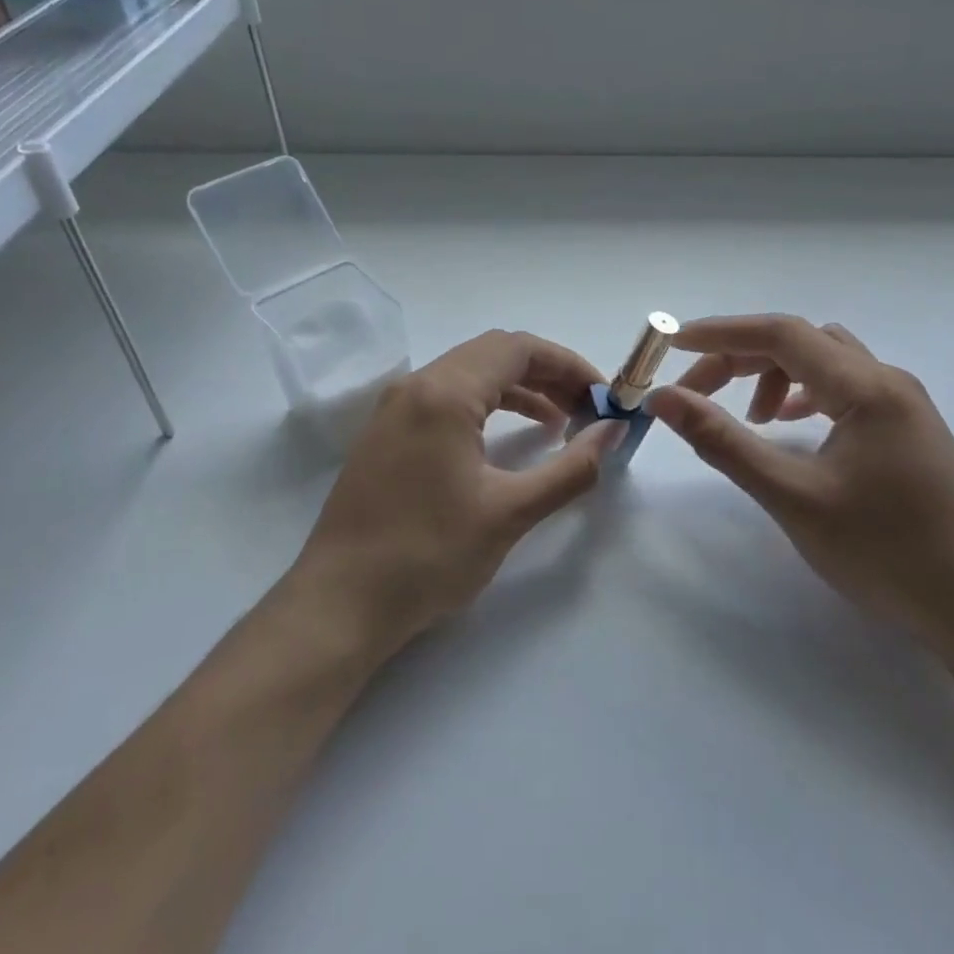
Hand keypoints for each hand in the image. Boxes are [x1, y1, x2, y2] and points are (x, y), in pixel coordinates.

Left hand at [284, 330, 620, 660]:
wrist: (340, 604)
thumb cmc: (428, 556)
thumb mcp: (510, 512)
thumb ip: (570, 468)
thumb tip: (613, 433)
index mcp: (444, 393)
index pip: (519, 349)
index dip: (569, 364)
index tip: (604, 396)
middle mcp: (416, 386)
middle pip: (494, 354)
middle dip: (548, 374)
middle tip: (587, 408)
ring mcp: (395, 408)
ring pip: (469, 375)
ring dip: (518, 389)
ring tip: (559, 423)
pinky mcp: (386, 434)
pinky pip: (446, 399)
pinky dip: (487, 407)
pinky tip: (510, 438)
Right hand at [647, 315, 953, 648]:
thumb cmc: (885, 553)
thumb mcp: (793, 496)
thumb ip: (724, 441)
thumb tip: (665, 399)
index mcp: (866, 387)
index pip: (781, 333)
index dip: (721, 332)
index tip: (671, 343)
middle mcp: (888, 381)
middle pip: (801, 342)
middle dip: (742, 358)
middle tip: (697, 394)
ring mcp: (904, 405)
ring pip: (825, 363)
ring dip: (776, 375)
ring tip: (751, 419)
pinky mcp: (908, 430)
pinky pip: (846, 389)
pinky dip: (806, 395)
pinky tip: (792, 427)